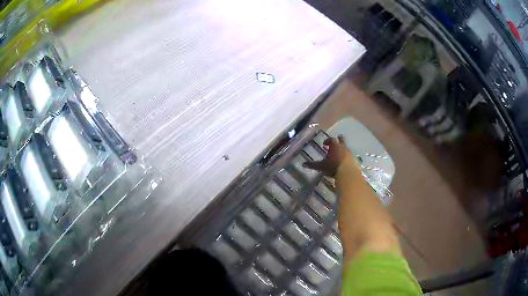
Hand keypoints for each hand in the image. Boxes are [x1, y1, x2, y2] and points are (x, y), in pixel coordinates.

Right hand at [303, 135, 355, 176]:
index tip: (324, 144)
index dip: (327, 141)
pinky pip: (350, 155)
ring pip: (346, 147)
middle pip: (341, 140)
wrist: (348, 173)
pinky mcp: (354, 159)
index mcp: (334, 145)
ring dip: (342, 149)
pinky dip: (347, 157)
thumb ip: (313, 165)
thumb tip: (303, 164)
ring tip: (338, 155)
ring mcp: (350, 152)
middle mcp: (343, 146)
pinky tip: (344, 162)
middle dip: (338, 140)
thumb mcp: (321, 166)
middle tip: (335, 144)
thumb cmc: (333, 167)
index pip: (331, 139)